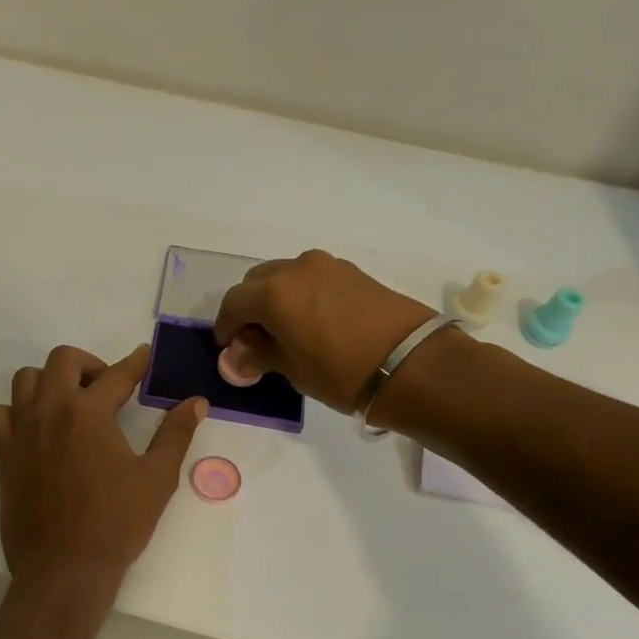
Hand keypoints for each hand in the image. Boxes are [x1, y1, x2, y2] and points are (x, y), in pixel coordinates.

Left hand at [0, 344, 206, 587]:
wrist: (64, 568)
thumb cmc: (116, 523)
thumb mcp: (157, 478)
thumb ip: (175, 434)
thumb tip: (196, 402)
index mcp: (89, 412)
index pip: (117, 374)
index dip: (136, 362)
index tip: (144, 355)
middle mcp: (50, 410)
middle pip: (62, 360)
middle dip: (89, 364)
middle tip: (108, 387)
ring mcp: (21, 431)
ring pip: (26, 380)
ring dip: (50, 380)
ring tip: (71, 403)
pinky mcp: (3, 455)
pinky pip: (1, 414)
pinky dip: (18, 410)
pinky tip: (37, 428)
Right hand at [214, 250, 435, 411]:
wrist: (412, 364)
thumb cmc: (342, 373)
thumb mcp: (293, 370)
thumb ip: (259, 355)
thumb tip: (237, 355)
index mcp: (274, 292)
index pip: (233, 302)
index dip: (225, 326)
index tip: (229, 347)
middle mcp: (296, 269)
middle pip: (257, 282)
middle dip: (249, 308)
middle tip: (255, 339)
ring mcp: (327, 266)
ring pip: (285, 276)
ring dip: (275, 298)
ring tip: (285, 330)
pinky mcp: (352, 272)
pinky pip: (311, 278)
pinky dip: (300, 294)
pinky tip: (311, 321)